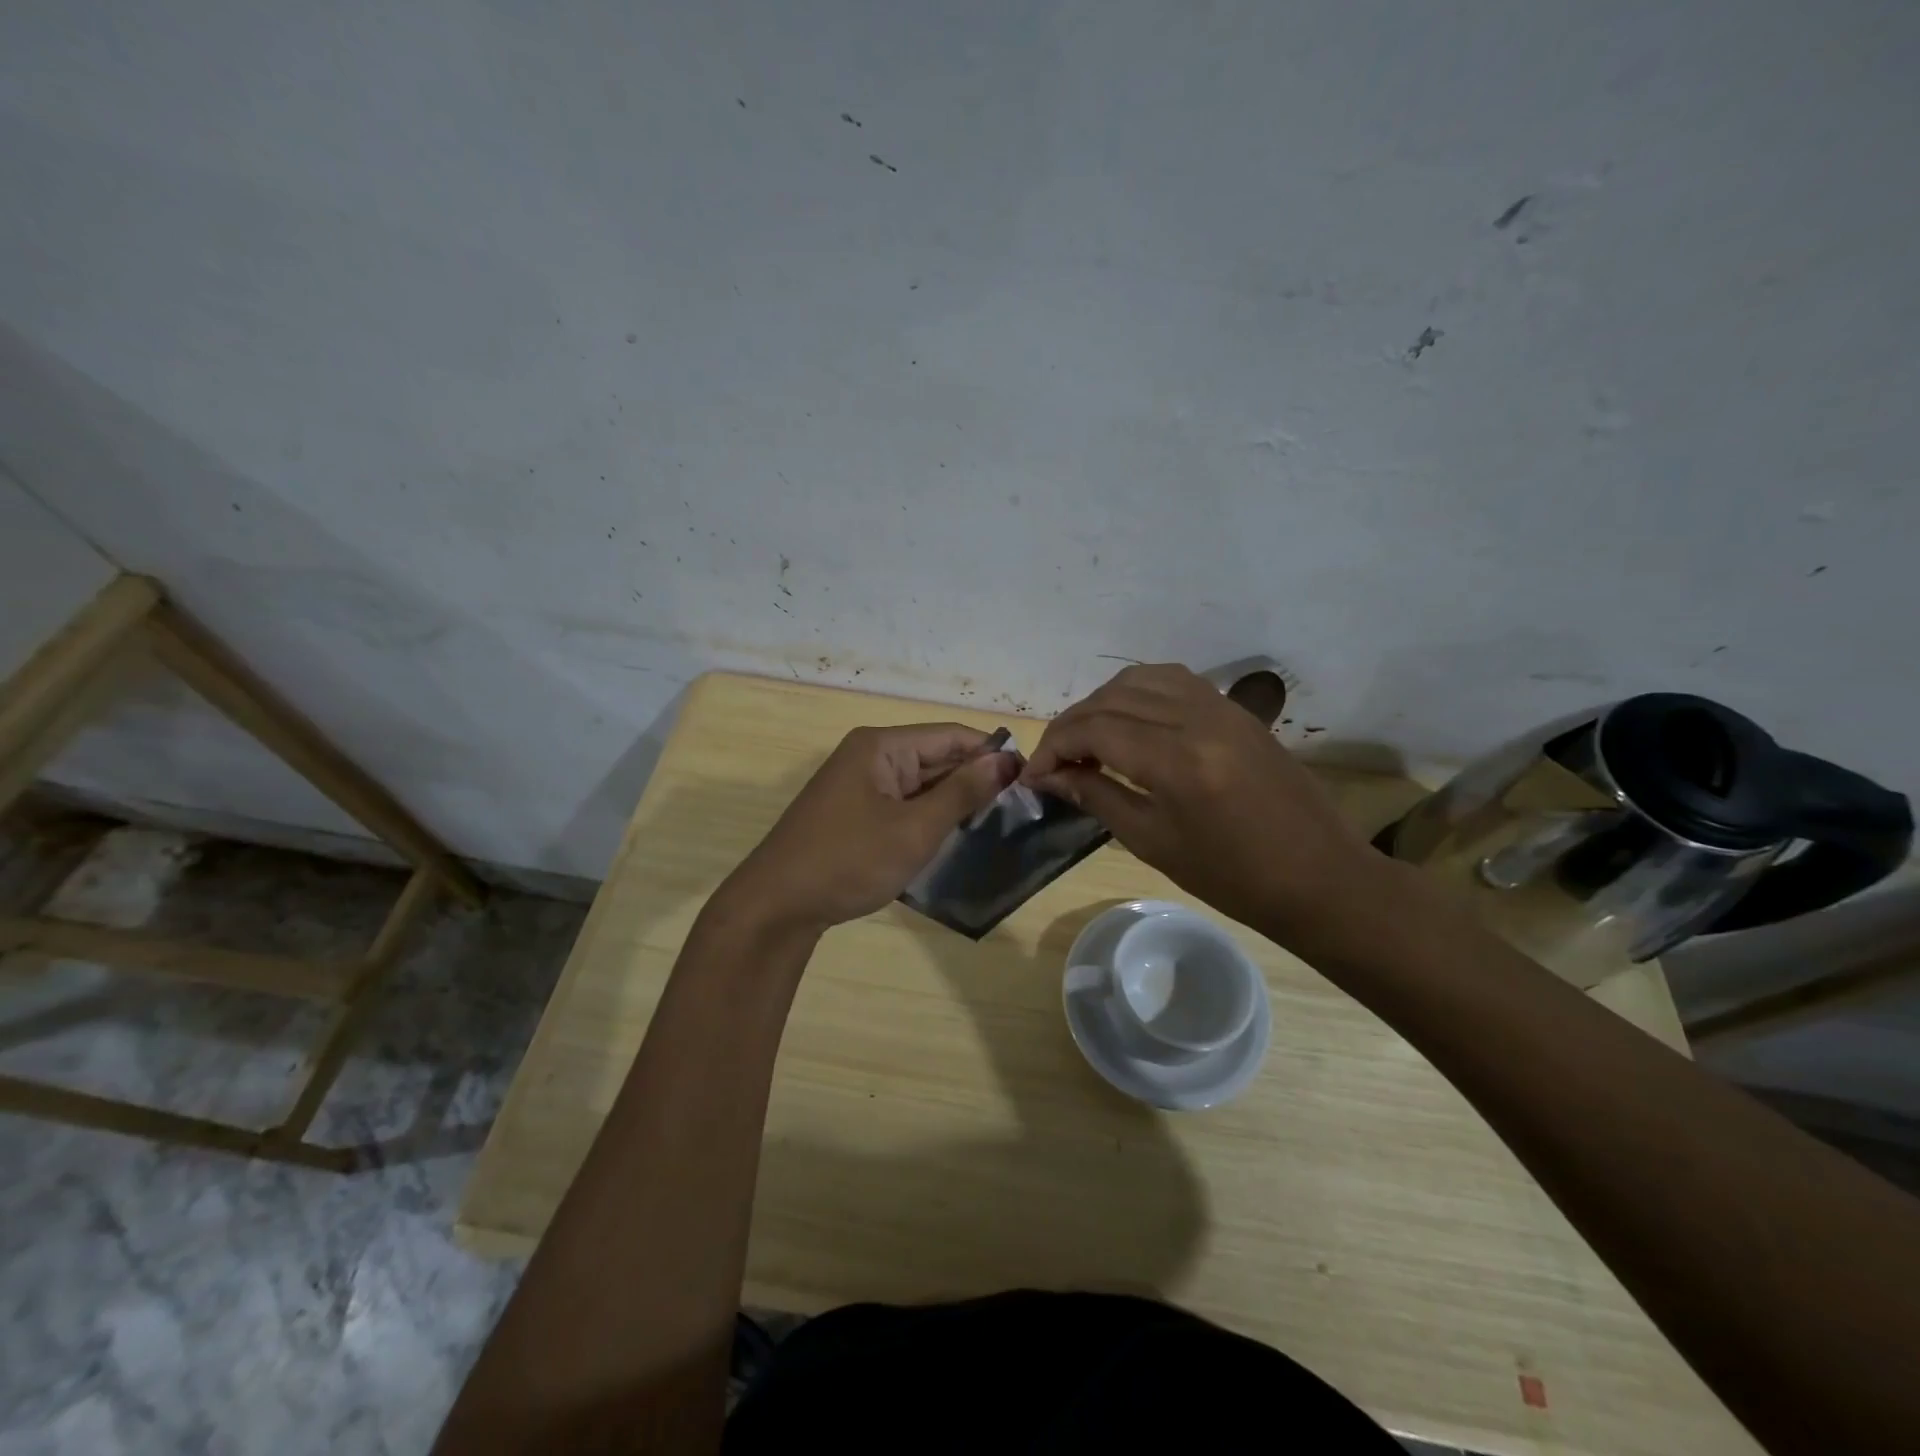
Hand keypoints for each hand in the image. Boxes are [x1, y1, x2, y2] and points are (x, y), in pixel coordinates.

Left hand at [723, 723, 1016, 932]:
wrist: (777, 906)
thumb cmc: (849, 861)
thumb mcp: (915, 829)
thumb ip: (962, 792)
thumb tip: (1005, 761)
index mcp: (881, 746)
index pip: (950, 735)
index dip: (991, 752)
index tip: (1028, 777)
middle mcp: (869, 755)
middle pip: (934, 756)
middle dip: (974, 777)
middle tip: (1019, 805)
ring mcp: (858, 784)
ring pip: (919, 782)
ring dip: (952, 799)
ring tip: (996, 821)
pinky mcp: (853, 811)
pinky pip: (902, 802)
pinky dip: (928, 815)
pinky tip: (954, 833)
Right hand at [1023, 664, 1387, 946]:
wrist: (1320, 876)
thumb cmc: (1233, 876)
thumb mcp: (1153, 842)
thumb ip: (1097, 797)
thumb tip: (1050, 777)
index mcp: (1176, 759)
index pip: (1093, 729)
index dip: (1053, 748)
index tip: (1033, 776)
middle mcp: (1196, 717)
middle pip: (1111, 699)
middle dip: (1070, 726)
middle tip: (1053, 762)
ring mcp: (1220, 706)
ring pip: (1139, 679)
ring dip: (1101, 703)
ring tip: (1086, 740)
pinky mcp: (1234, 709)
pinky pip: (1172, 680)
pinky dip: (1137, 692)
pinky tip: (1127, 721)